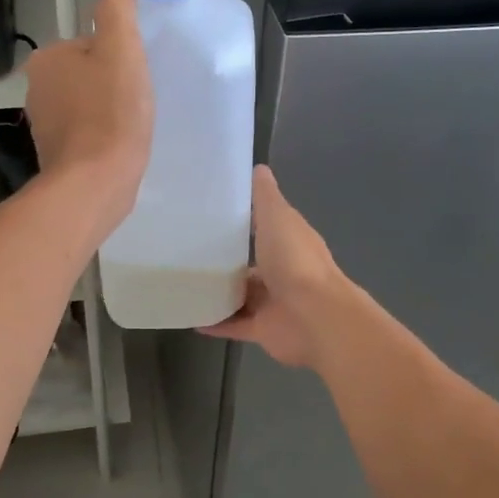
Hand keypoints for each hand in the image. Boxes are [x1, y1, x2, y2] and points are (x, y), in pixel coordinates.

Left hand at [23, 0, 153, 232]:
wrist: (95, 183)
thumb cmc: (110, 113)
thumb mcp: (121, 48)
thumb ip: (117, 13)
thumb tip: (117, 0)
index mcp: (46, 59)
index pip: (91, 44)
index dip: (119, 57)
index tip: (134, 77)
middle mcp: (36, 89)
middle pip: (89, 74)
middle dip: (112, 85)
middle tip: (136, 102)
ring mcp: (43, 125)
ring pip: (87, 105)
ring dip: (108, 112)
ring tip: (129, 127)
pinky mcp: (56, 155)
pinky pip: (86, 134)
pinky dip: (102, 137)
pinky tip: (117, 147)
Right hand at [201, 166, 347, 368]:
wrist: (314, 317)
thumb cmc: (295, 261)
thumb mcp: (278, 218)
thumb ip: (266, 197)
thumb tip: (259, 168)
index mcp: (289, 241)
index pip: (266, 226)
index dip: (245, 219)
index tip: (212, 211)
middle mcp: (283, 270)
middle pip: (252, 263)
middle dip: (227, 259)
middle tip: (187, 250)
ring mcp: (274, 302)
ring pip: (241, 295)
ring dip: (219, 291)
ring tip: (184, 282)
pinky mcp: (263, 329)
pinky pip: (234, 324)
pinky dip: (214, 321)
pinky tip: (189, 316)